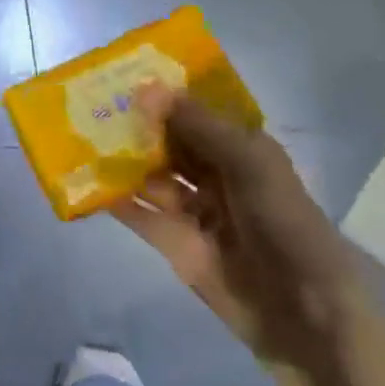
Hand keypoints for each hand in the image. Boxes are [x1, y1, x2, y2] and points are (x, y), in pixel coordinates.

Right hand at [110, 88, 384, 385]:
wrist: (305, 315)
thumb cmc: (284, 224)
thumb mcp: (248, 163)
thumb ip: (196, 125)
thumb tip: (146, 88)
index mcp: (240, 147)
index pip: (196, 109)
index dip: (164, 91)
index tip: (122, 70)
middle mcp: (214, 173)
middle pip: (168, 140)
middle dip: (136, 123)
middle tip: (91, 99)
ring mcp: (193, 209)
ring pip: (150, 174)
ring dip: (121, 157)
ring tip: (79, 134)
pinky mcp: (174, 242)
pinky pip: (139, 212)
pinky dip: (115, 197)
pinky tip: (85, 180)